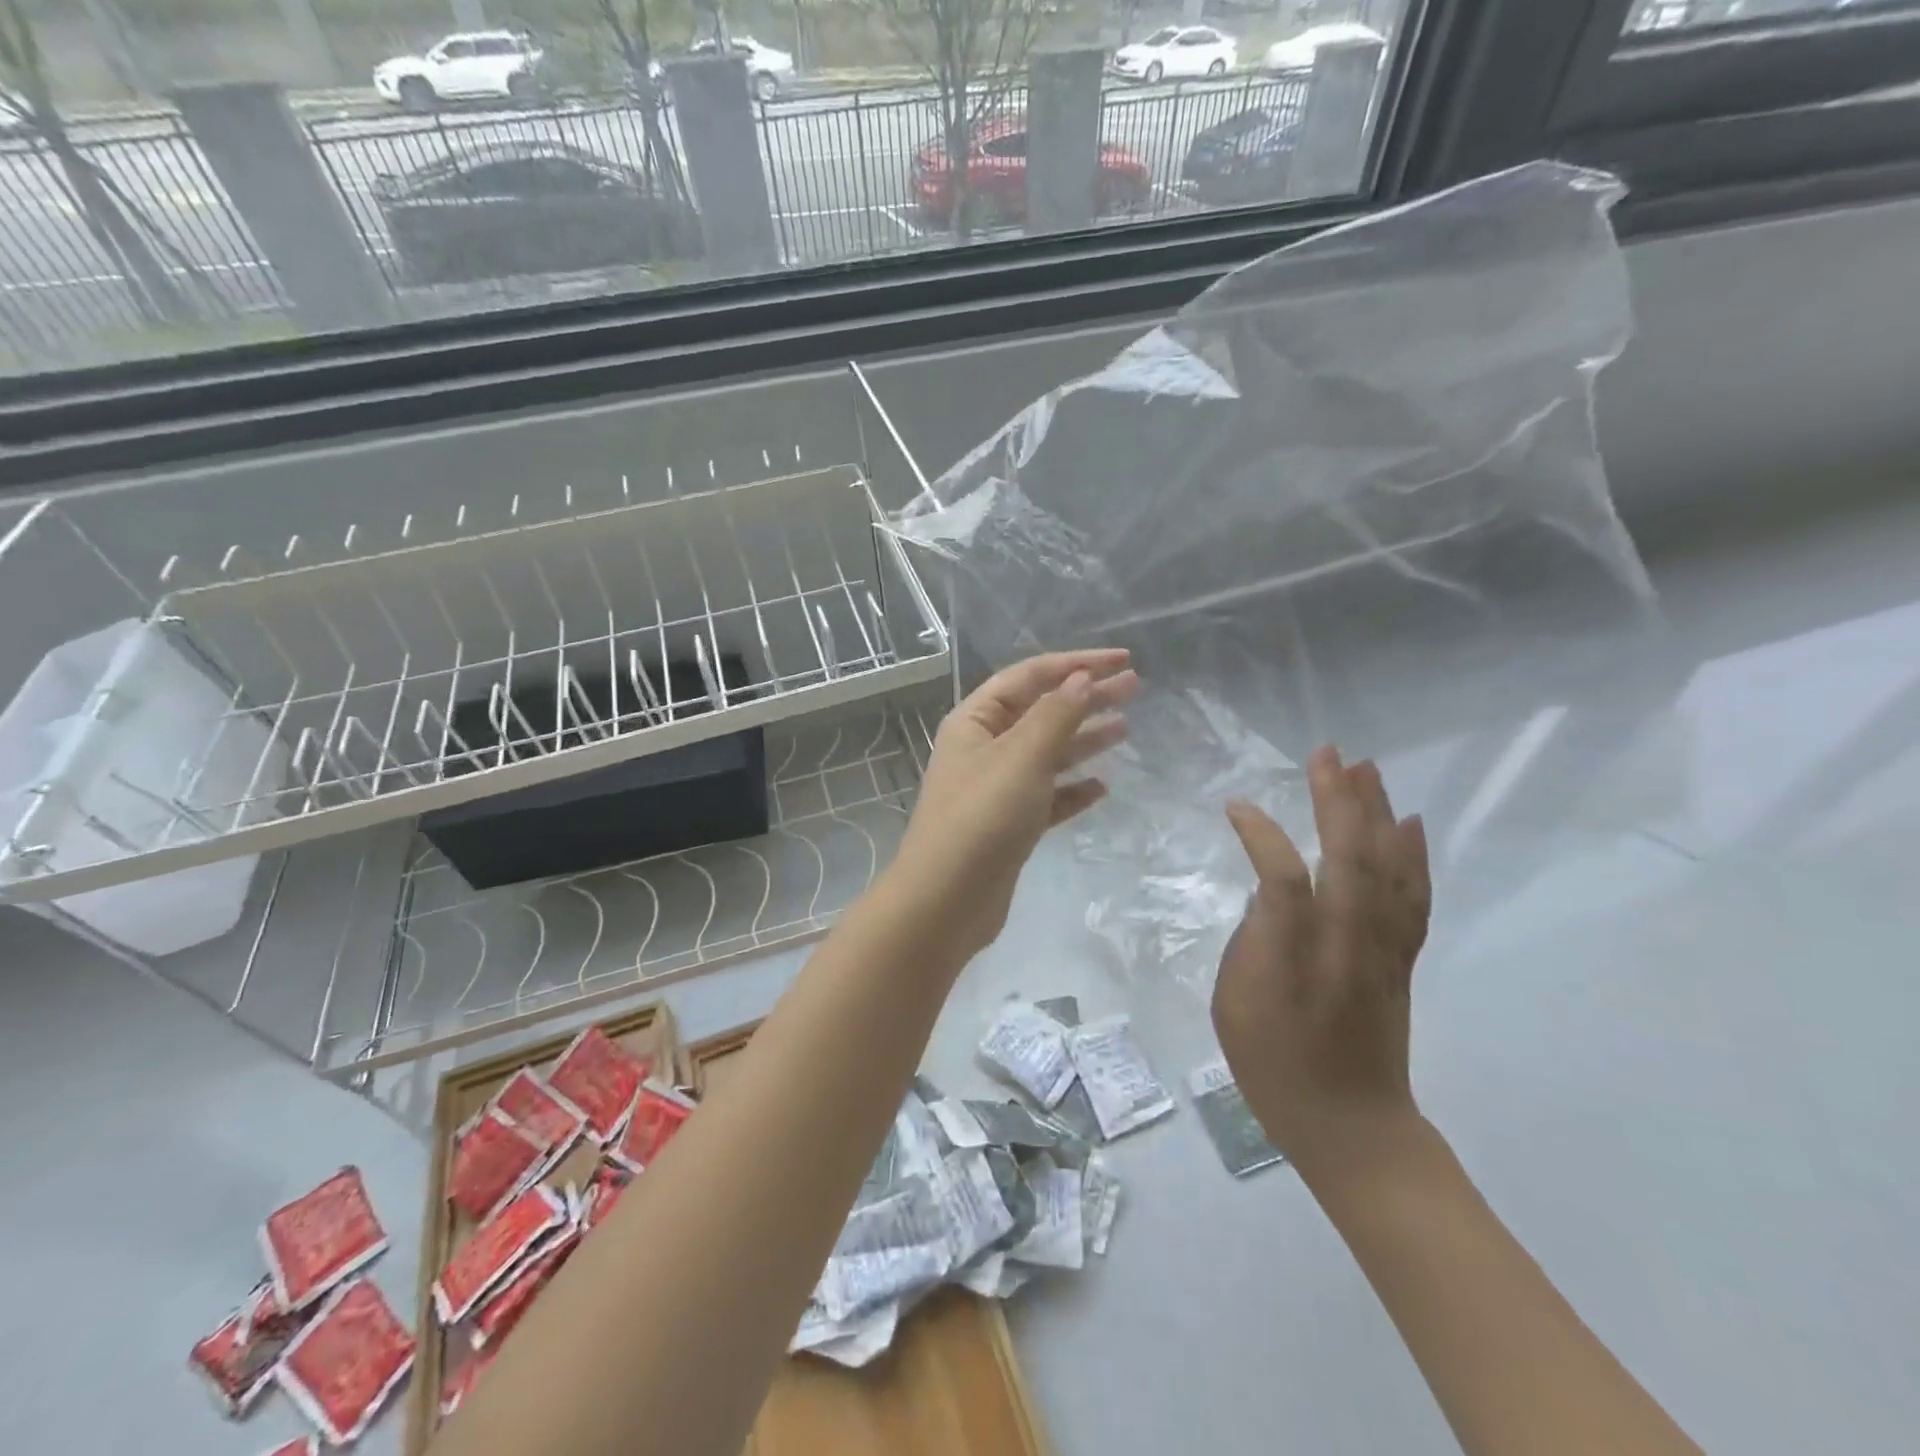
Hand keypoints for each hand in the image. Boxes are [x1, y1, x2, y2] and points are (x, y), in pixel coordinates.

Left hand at [891, 650, 1137, 958]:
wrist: (945, 902)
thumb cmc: (982, 818)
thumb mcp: (1022, 757)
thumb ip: (1056, 715)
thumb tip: (1082, 678)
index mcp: (975, 721)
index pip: (1030, 677)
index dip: (1076, 663)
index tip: (1123, 659)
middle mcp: (984, 748)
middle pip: (1042, 712)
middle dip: (1086, 697)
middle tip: (1134, 688)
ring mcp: (996, 789)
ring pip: (1047, 754)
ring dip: (1084, 740)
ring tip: (1125, 728)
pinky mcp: (1009, 825)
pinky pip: (1047, 797)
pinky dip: (1073, 789)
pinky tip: (1102, 787)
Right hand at [1211, 745, 1431, 1183]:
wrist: (1352, 1127)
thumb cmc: (1274, 1066)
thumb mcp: (1233, 1005)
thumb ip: (1252, 940)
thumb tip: (1272, 896)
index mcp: (1294, 956)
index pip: (1282, 876)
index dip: (1259, 833)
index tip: (1235, 806)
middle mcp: (1345, 942)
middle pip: (1348, 856)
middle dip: (1336, 798)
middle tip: (1326, 752)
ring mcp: (1381, 949)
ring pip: (1386, 867)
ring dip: (1376, 813)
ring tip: (1366, 768)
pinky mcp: (1401, 960)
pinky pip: (1413, 897)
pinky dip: (1413, 855)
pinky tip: (1409, 823)